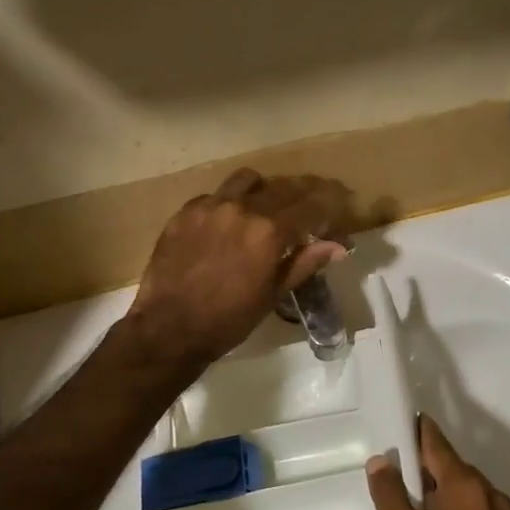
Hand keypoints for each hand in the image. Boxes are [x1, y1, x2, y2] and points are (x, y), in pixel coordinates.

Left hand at [126, 169, 350, 368]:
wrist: (169, 328)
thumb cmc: (228, 319)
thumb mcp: (272, 294)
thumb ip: (305, 263)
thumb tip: (339, 246)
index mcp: (269, 232)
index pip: (310, 206)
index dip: (329, 204)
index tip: (339, 204)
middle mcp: (242, 209)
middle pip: (283, 187)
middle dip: (303, 193)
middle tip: (311, 203)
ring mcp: (210, 207)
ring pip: (246, 180)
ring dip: (263, 189)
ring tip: (265, 205)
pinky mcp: (184, 212)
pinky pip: (214, 195)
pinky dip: (228, 203)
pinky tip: (227, 223)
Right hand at [367, 417, 509, 509]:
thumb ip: (389, 495)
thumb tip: (382, 460)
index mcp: (466, 486)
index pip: (437, 443)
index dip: (418, 433)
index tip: (404, 426)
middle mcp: (496, 498)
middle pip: (458, 475)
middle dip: (433, 478)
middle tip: (406, 495)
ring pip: (478, 505)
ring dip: (455, 508)